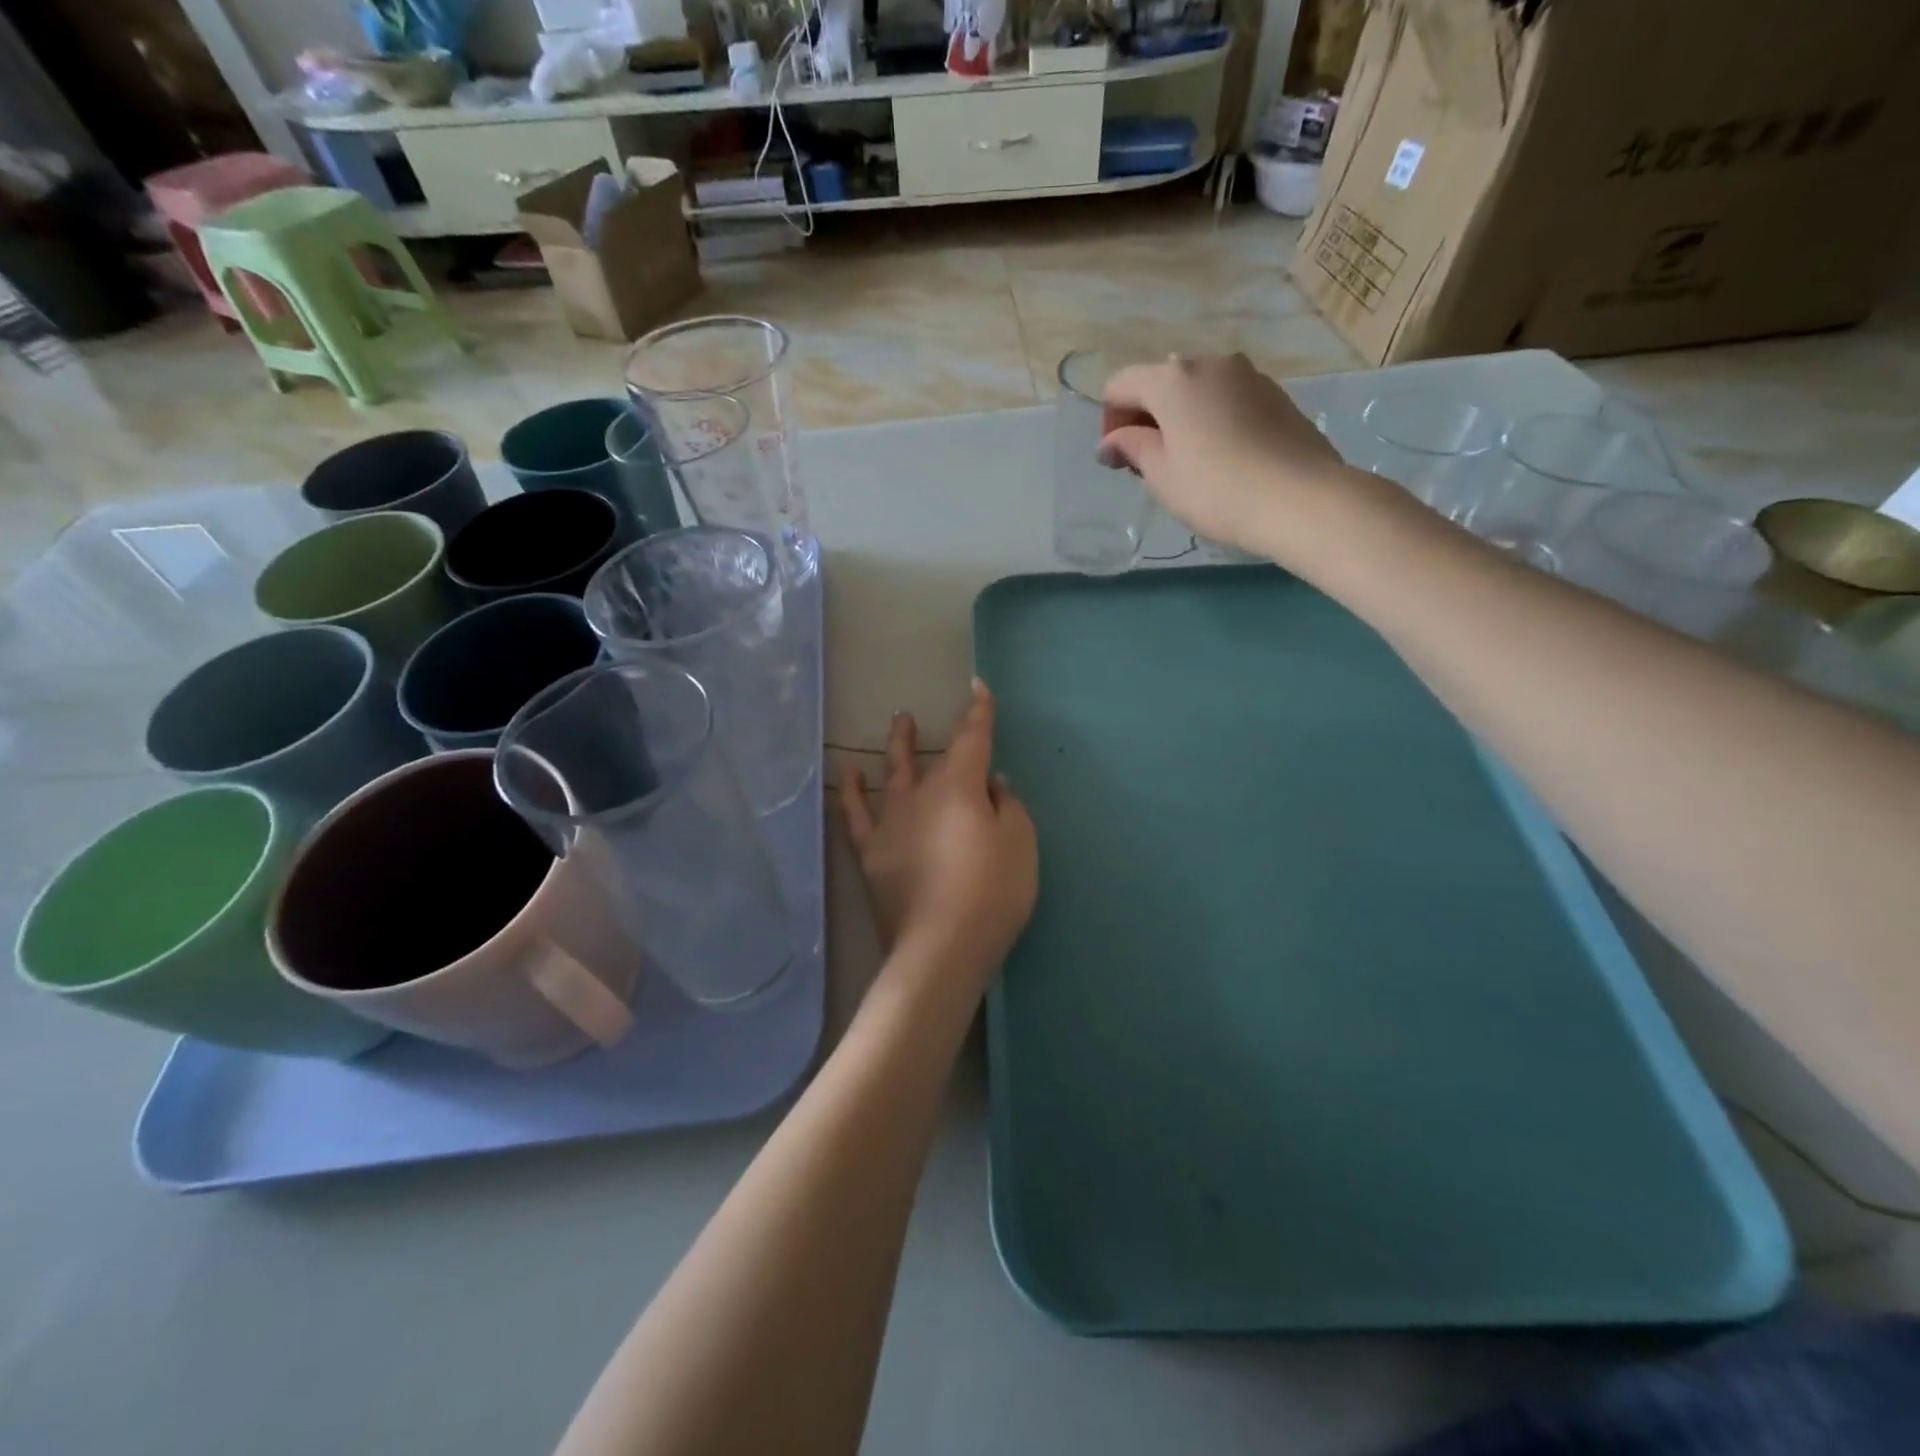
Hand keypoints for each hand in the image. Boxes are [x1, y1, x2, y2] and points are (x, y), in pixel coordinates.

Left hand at [840, 680, 1037, 987]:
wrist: (941, 947)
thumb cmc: (992, 893)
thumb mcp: (1019, 844)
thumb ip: (1007, 807)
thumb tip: (991, 784)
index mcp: (961, 787)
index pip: (972, 739)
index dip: (977, 712)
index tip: (977, 687)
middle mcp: (922, 795)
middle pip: (934, 758)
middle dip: (938, 734)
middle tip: (927, 715)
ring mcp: (892, 823)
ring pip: (892, 774)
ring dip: (896, 746)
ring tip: (898, 724)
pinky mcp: (871, 853)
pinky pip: (856, 814)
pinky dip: (851, 792)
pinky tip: (849, 774)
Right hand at [1100, 353, 1348, 556]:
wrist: (1300, 498)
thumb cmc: (1216, 489)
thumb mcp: (1161, 475)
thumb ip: (1131, 448)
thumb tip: (1111, 442)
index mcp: (1173, 379)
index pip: (1121, 385)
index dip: (1110, 422)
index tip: (1118, 461)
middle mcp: (1210, 363)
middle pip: (1161, 382)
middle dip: (1146, 418)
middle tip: (1148, 464)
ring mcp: (1248, 375)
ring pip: (1197, 390)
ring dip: (1180, 418)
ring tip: (1186, 463)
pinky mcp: (1275, 394)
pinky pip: (1227, 399)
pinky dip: (1212, 420)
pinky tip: (1221, 458)